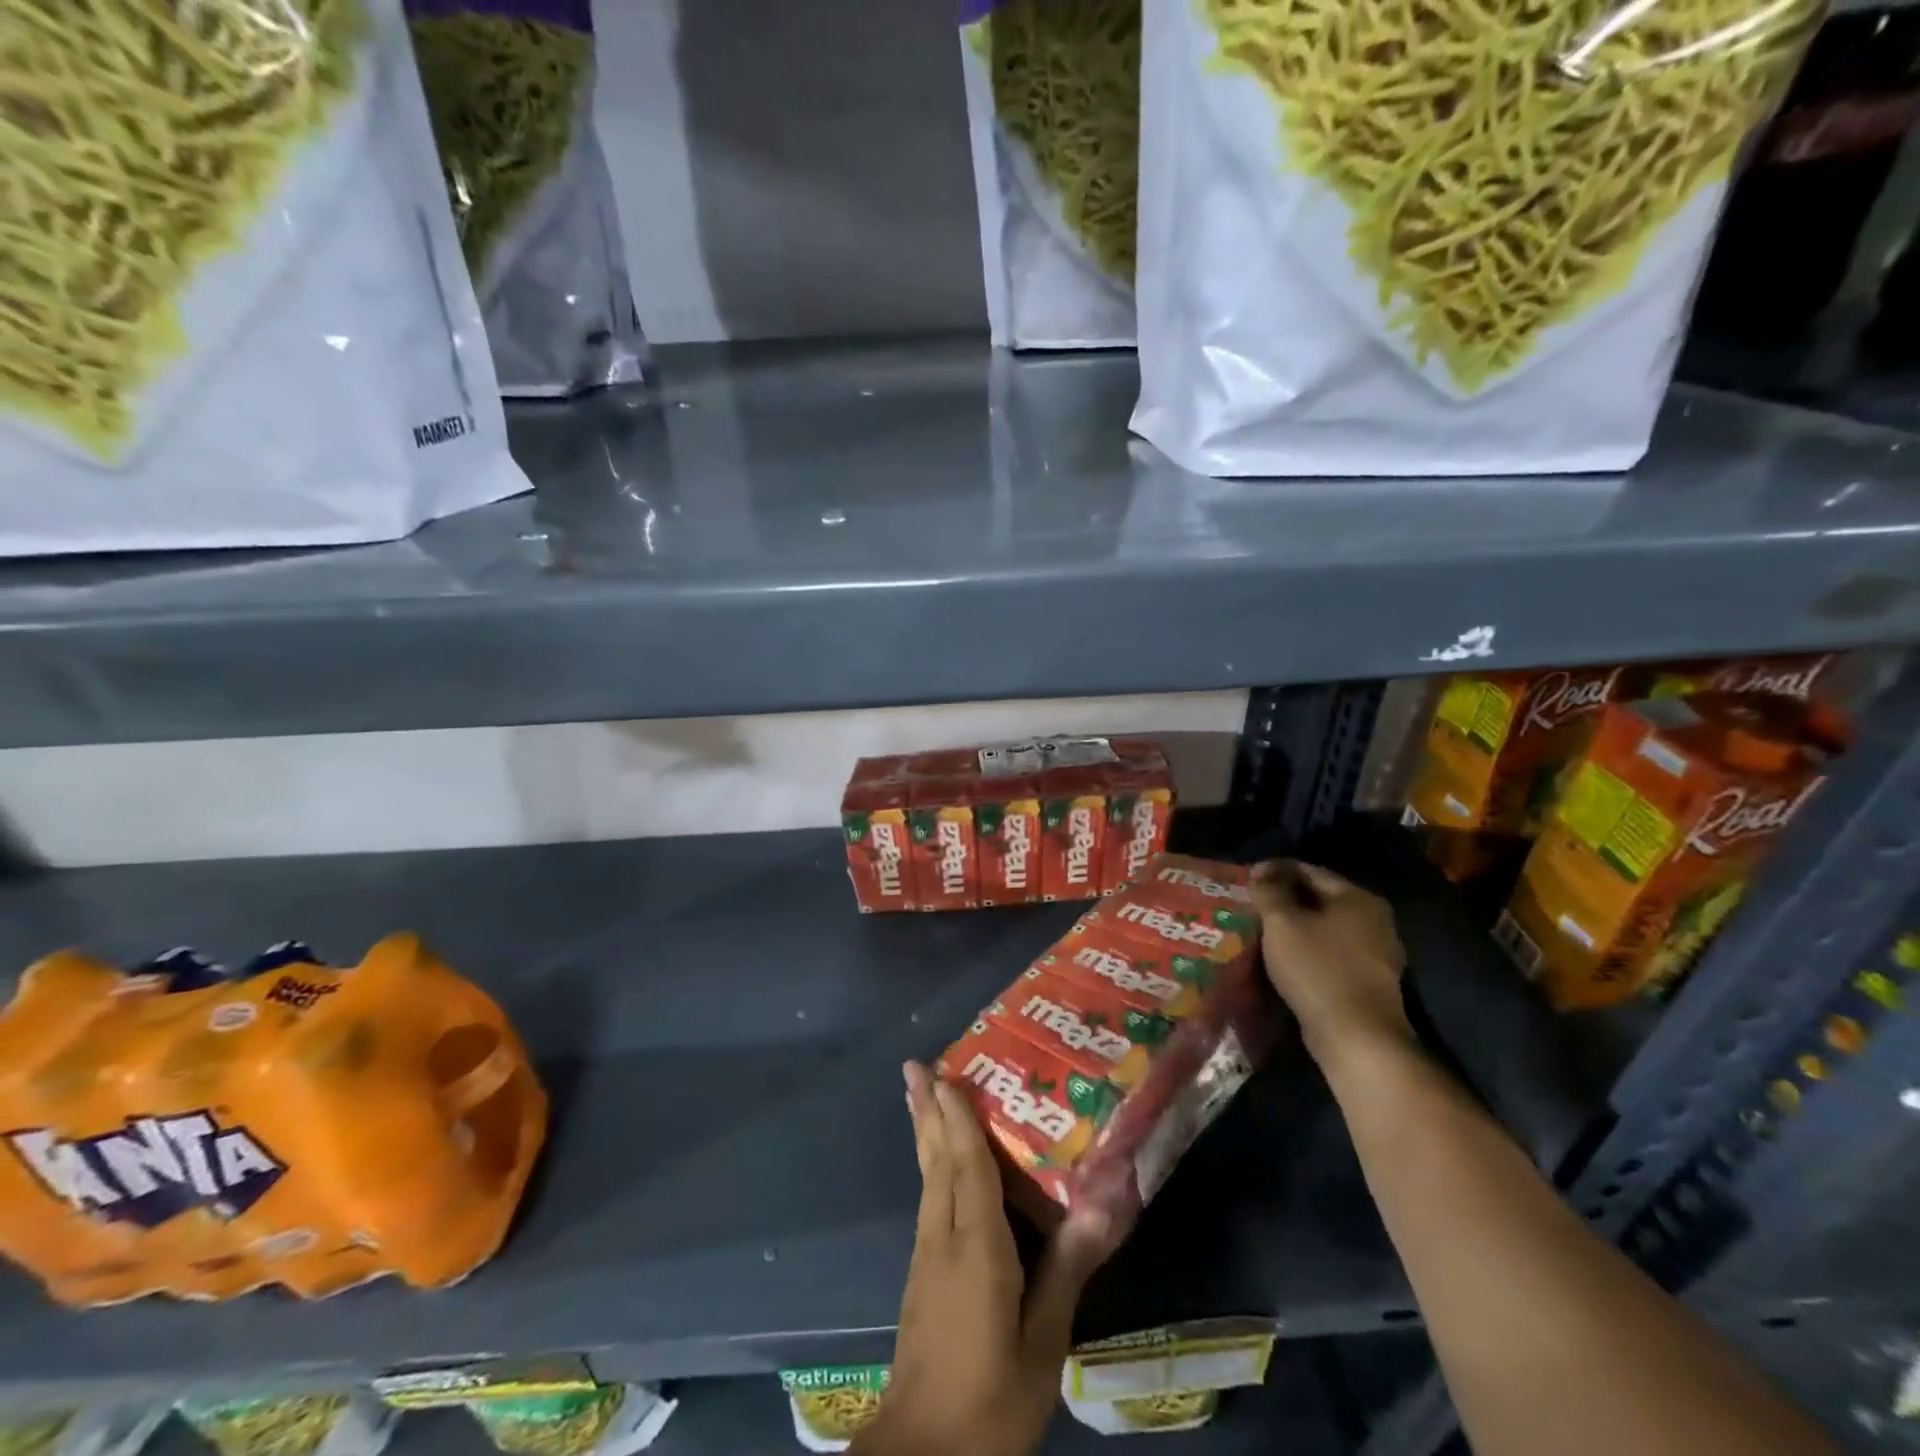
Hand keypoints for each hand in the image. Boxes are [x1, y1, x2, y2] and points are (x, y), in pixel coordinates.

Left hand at [855, 1063, 1116, 1455]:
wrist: (923, 1455)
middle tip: (914, 1066)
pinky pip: (928, 1200)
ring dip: (924, 1132)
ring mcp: (925, 1256)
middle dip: (926, 1109)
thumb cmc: (992, 1398)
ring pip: (926, 1177)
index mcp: (975, 1246)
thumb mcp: (1043, 1343)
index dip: (957, 1117)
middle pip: (934, 1160)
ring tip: (920, 1096)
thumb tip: (1103, 1206)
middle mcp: (942, 1237)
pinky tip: (937, 1166)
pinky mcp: (921, 1276)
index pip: (966, 1164)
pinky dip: (931, 1165)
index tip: (946, 1072)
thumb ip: (1067, 1270)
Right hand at [1250, 859, 1411, 1069]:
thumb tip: (1262, 870)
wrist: (1356, 1038)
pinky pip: (1332, 952)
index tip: (1247, 879)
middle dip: (1285, 899)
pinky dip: (1308, 949)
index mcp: (1358, 898)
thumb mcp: (1282, 923)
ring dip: (1296, 926)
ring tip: (1262, 931)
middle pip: (1320, 898)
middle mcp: (1375, 920)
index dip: (1275, 871)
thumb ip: (1269, 891)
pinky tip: (1286, 958)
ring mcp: (1377, 952)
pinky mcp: (1370, 981)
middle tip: (1252, 905)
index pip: (1310, 871)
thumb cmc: (1317, 970)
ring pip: (1326, 927)